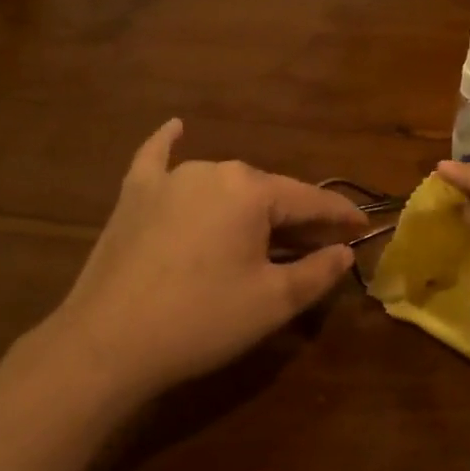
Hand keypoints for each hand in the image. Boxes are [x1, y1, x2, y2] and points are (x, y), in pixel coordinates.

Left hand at [18, 120, 366, 405]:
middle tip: (317, 244)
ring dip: (249, 202)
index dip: (340, 217)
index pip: (310, 201)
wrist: (107, 343)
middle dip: (296, 216)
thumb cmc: (201, 320)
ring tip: (266, 228)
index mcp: (252, 191)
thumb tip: (344, 251)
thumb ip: (318, 272)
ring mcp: (169, 179)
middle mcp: (214, 170)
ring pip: (224, 183)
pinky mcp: (134, 195)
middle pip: (267, 192)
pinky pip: (156, 159)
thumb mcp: (272, 302)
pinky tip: (175, 127)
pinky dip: (169, 144)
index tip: (362, 229)